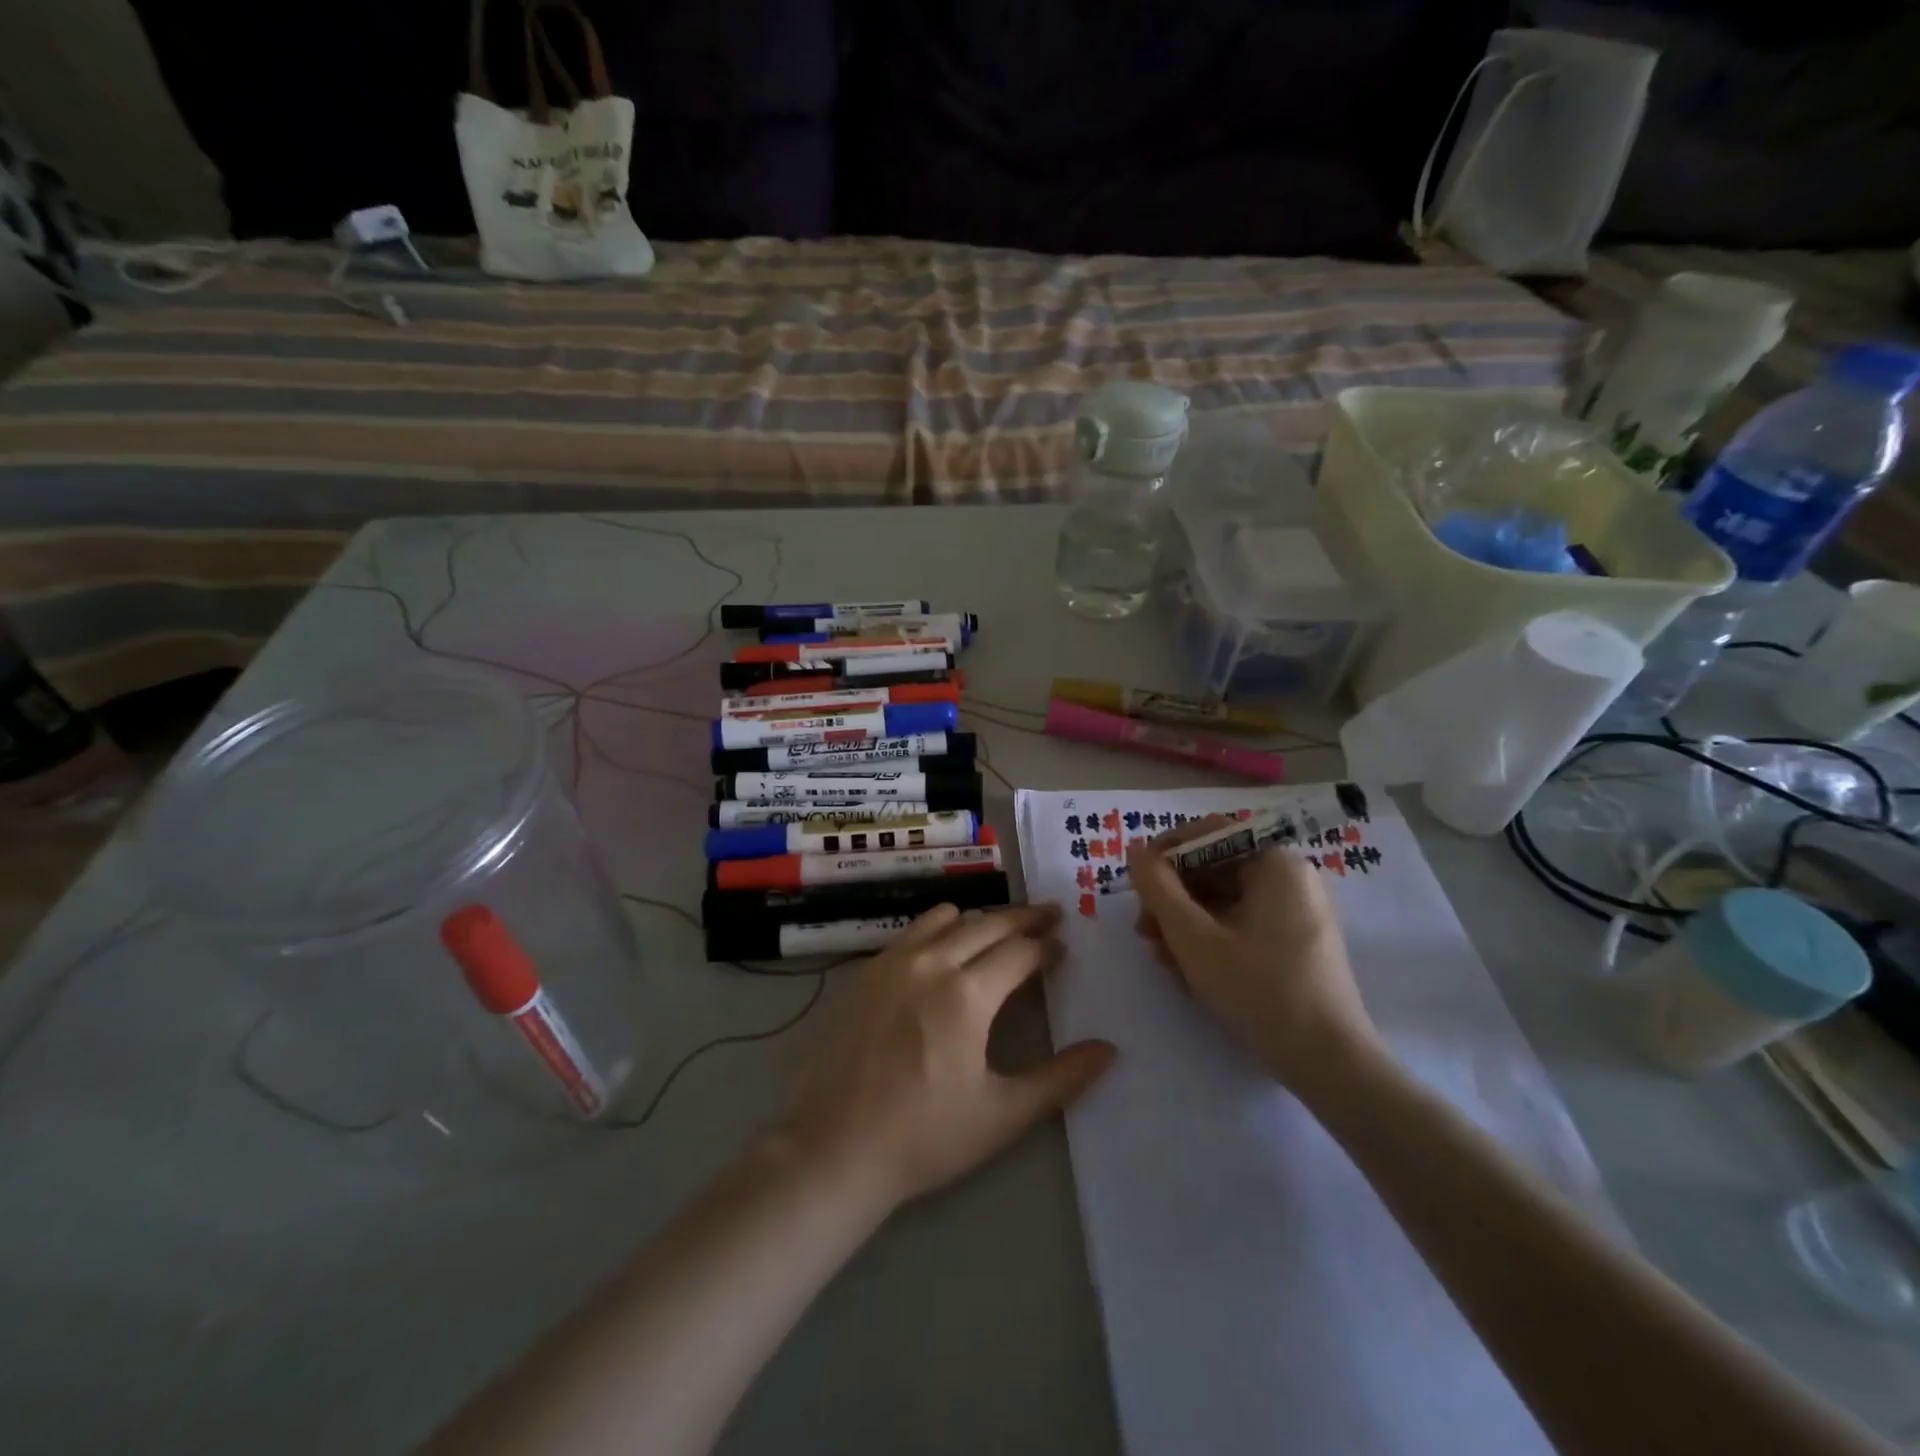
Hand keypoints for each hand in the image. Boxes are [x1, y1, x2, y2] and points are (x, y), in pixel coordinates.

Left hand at [776, 903, 1116, 1214]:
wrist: (833, 1149)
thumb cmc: (924, 1137)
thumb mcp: (1002, 1115)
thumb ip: (1061, 1080)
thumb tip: (1109, 1050)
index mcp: (968, 994)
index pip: (1019, 952)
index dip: (1046, 947)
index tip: (1063, 946)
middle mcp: (931, 963)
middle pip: (987, 923)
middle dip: (1023, 918)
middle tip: (1049, 915)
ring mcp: (892, 962)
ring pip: (945, 917)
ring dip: (980, 918)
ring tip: (1000, 928)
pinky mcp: (864, 973)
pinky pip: (911, 932)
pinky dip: (939, 928)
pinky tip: (943, 947)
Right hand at [1128, 818, 1380, 1094]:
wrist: (1329, 1064)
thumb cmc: (1259, 990)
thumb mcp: (1194, 937)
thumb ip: (1158, 888)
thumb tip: (1136, 850)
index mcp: (1275, 864)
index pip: (1210, 834)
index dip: (1166, 852)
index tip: (1135, 880)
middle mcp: (1290, 879)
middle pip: (1215, 870)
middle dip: (1172, 898)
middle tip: (1142, 929)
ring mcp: (1295, 914)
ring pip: (1224, 902)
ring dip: (1184, 924)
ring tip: (1159, 957)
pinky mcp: (1295, 945)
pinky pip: (1241, 926)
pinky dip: (1210, 941)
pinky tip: (1186, 971)